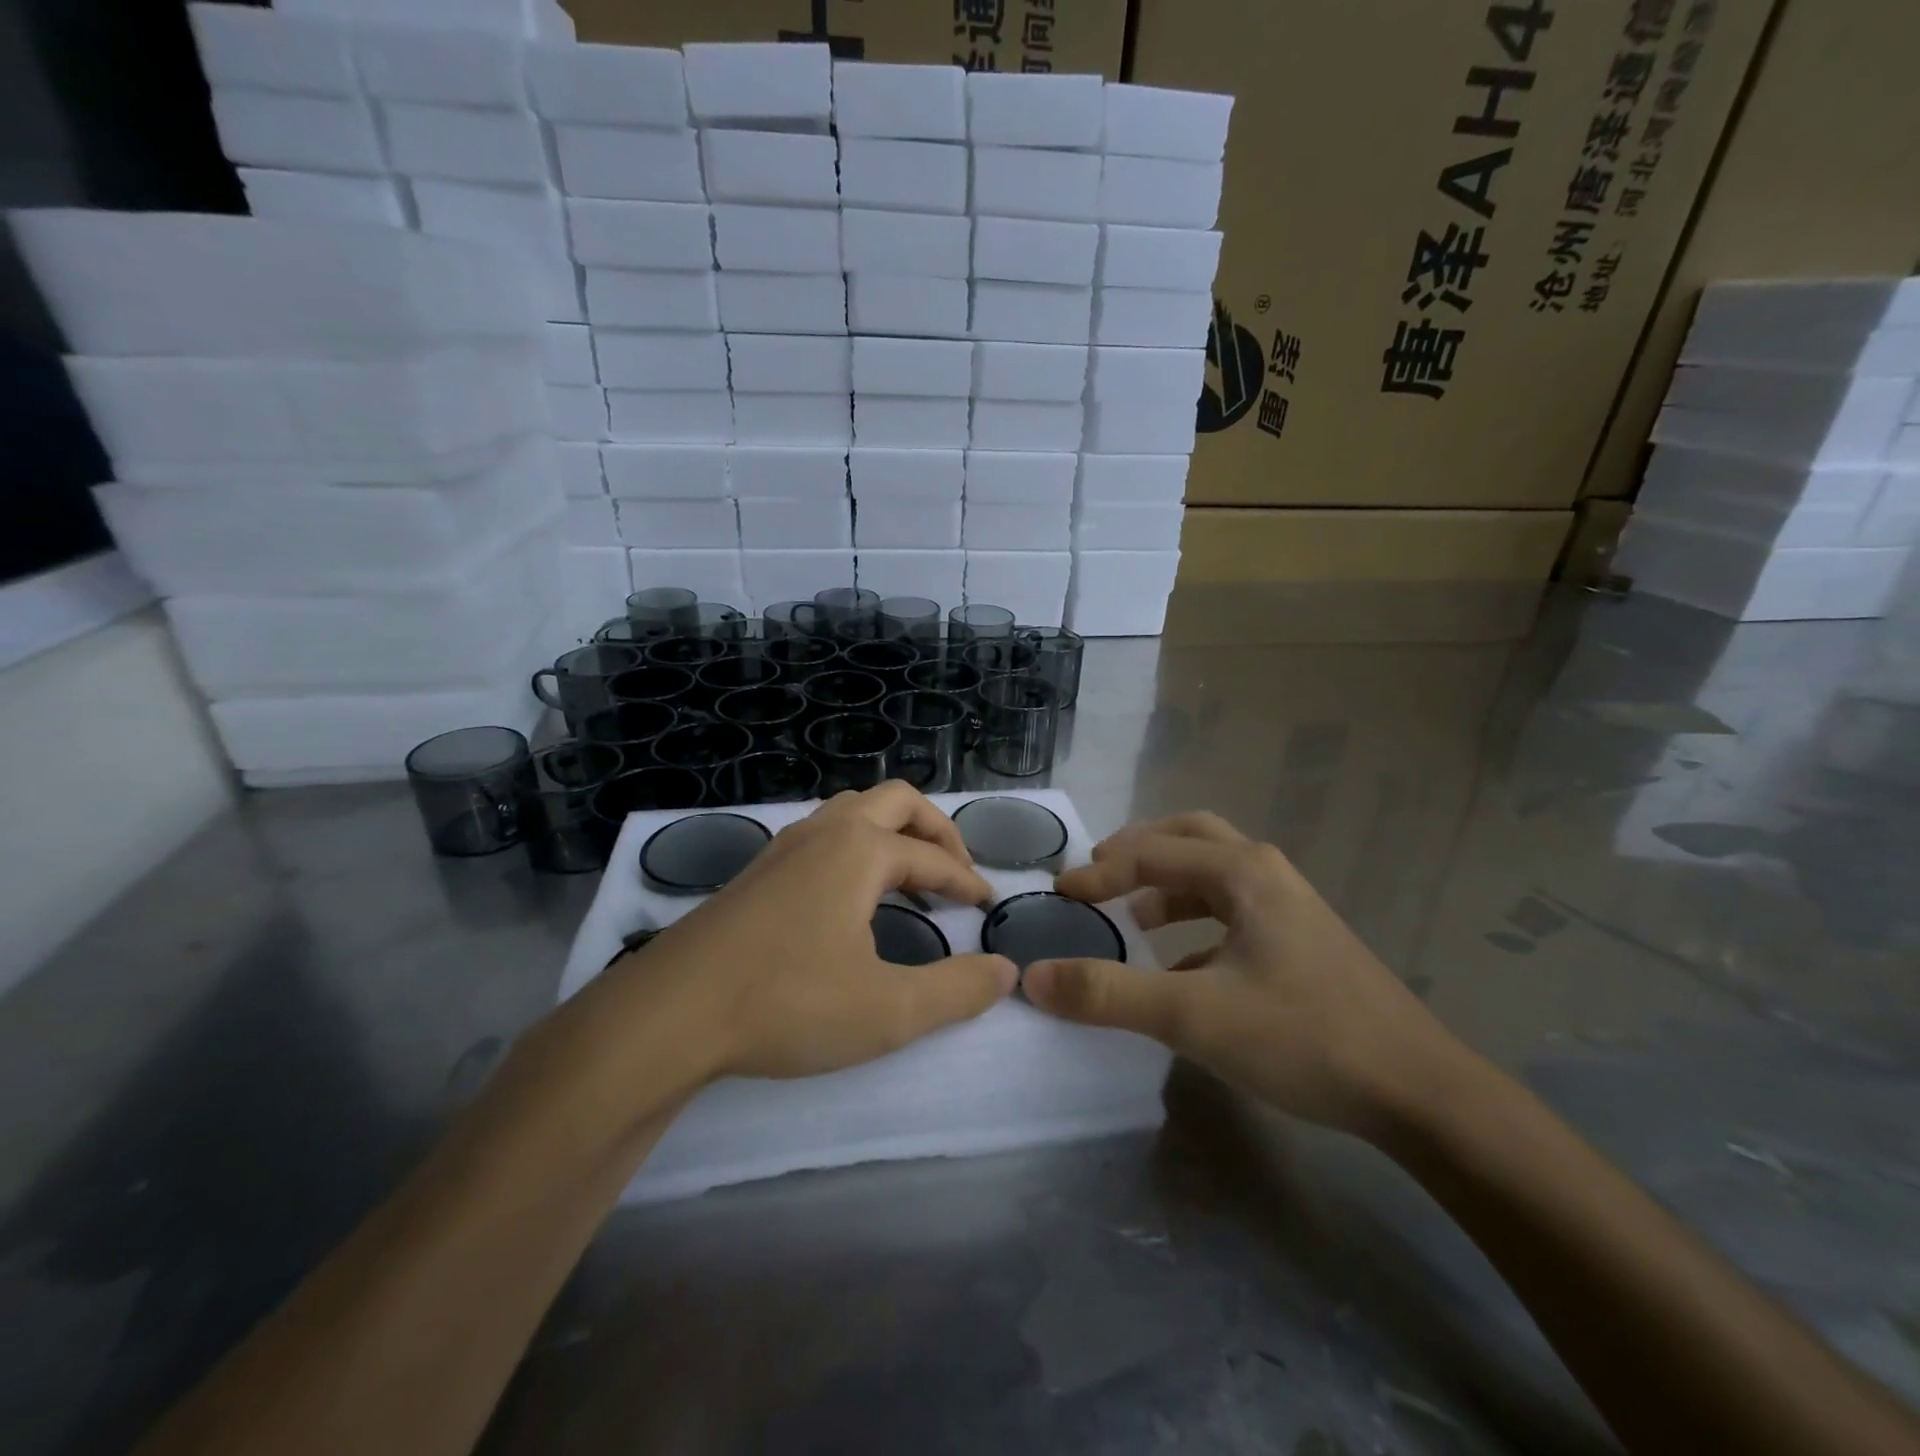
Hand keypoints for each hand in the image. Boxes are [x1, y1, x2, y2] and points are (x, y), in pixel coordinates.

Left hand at [599, 783, 1017, 1084]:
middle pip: (896, 802)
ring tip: (908, 875)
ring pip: (852, 811)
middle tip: (956, 871)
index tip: (988, 906)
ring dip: (892, 832)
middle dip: (935, 830)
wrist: (670, 1014)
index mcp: (860, 850)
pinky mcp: (756, 871)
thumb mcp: (888, 1010)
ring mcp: (784, 846)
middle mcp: (824, 832)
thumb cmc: (787, 1004)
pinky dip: (856, 846)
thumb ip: (956, 990)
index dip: (966, 881)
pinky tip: (849, 892)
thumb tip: (1006, 971)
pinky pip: (822, 834)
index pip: (932, 857)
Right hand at [1021, 812, 1462, 1137]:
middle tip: (1098, 877)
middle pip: (1188, 837)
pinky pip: (1233, 910)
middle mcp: (1265, 873)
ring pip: (1214, 872)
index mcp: (1241, 871)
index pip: (1149, 854)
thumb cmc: (1303, 1037)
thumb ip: (1108, 995)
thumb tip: (1034, 977)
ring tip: (1132, 916)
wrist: (1419, 1092)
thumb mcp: (1193, 1016)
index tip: (1058, 897)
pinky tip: (1180, 965)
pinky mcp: (1302, 940)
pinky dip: (1195, 920)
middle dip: (1137, 852)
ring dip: (1167, 883)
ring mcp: (1289, 905)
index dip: (1097, 874)